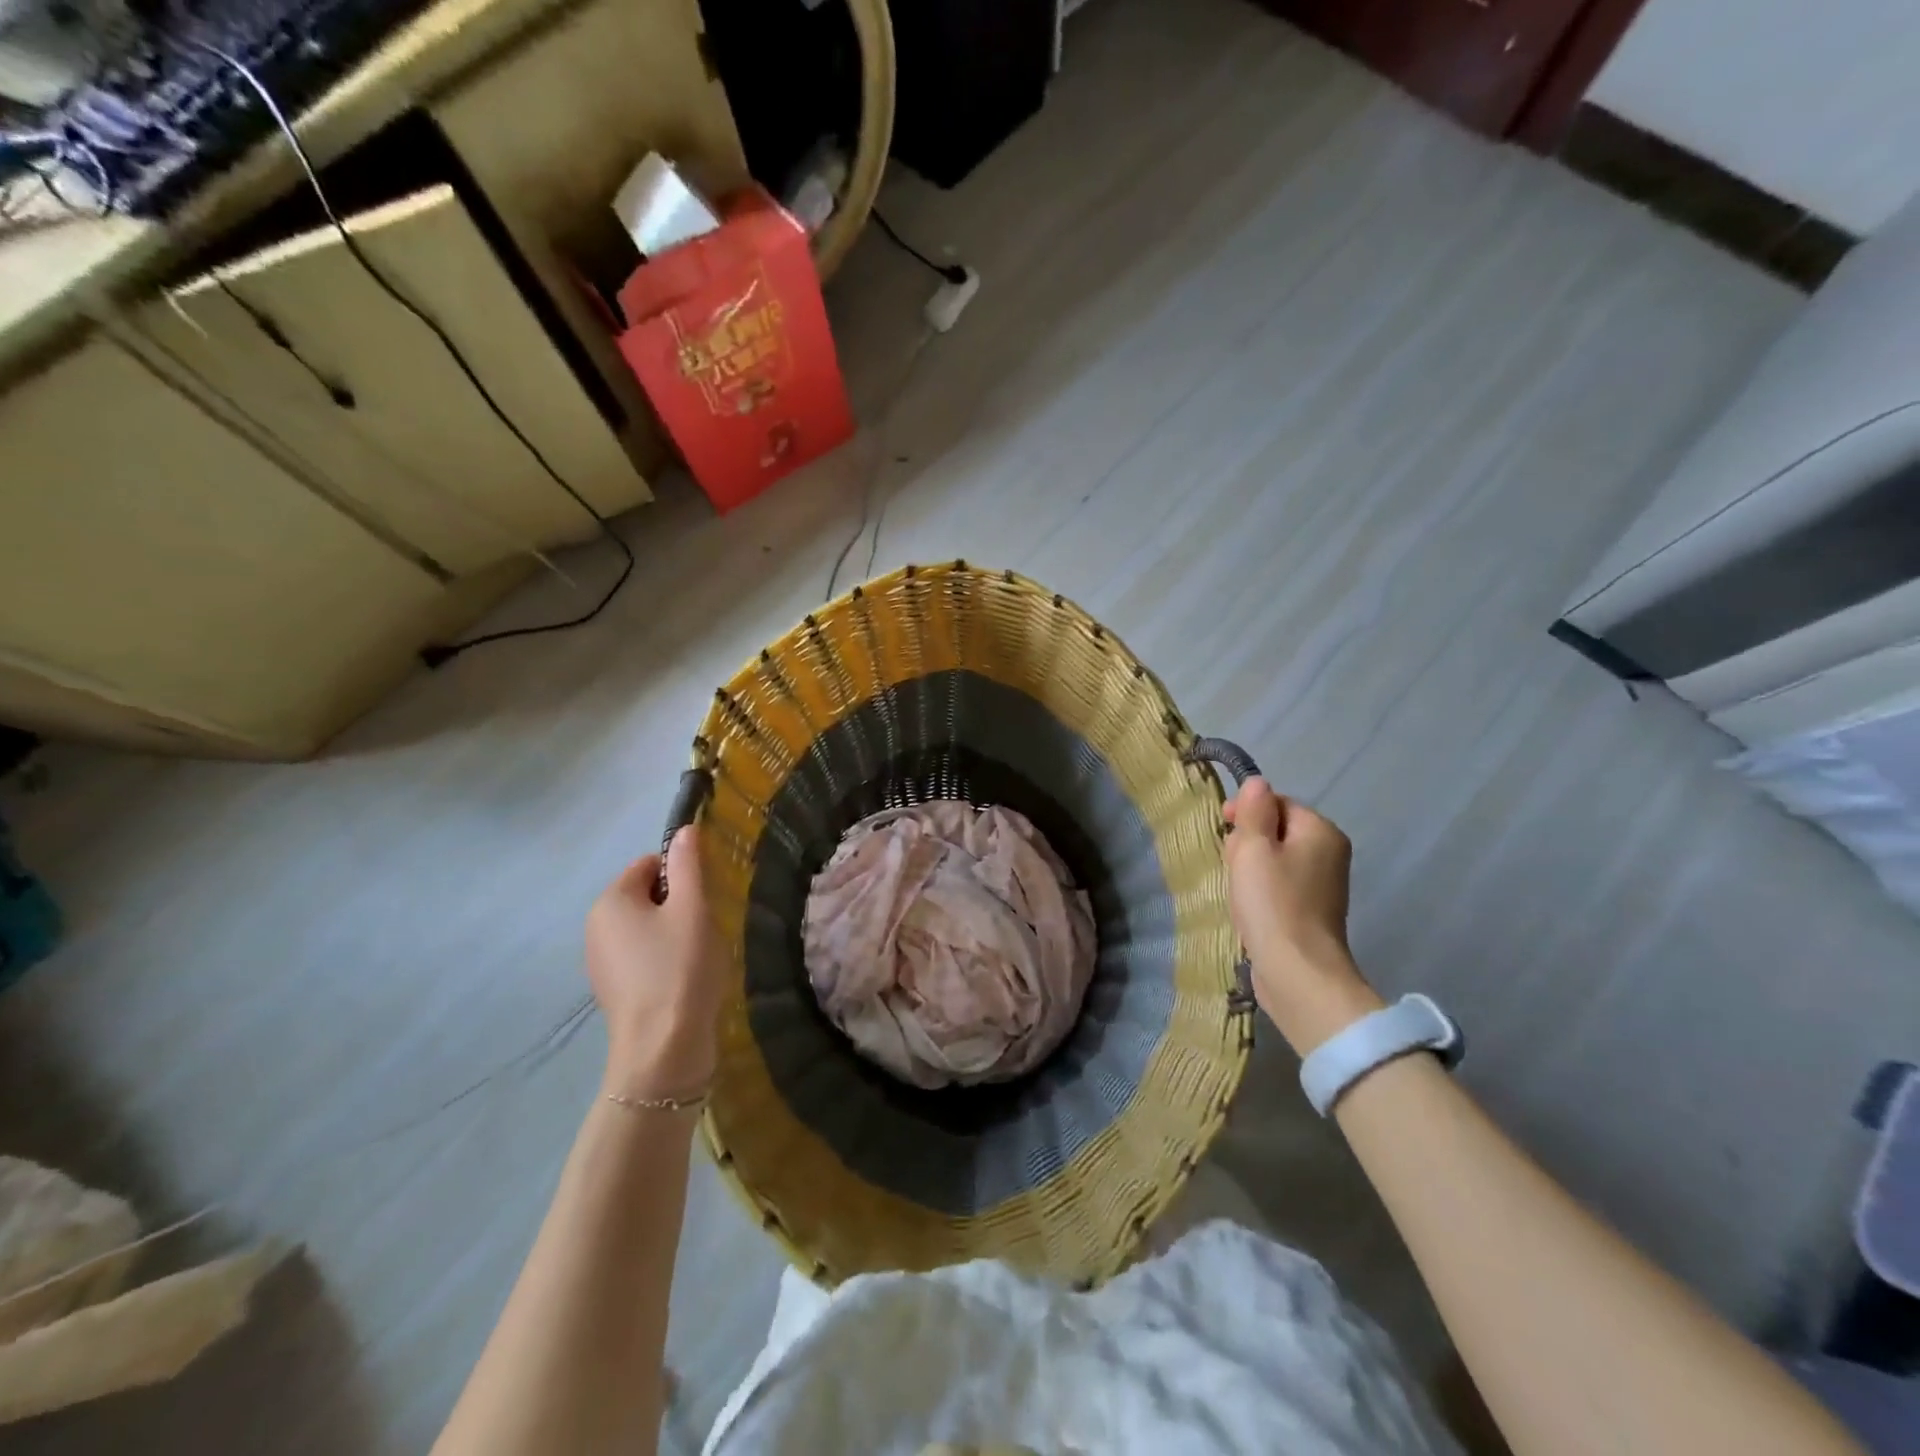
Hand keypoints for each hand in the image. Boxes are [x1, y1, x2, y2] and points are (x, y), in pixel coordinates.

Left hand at [586, 826, 725, 1099]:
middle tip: (704, 927)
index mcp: (610, 901)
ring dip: (675, 933)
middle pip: (647, 896)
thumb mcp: (693, 908)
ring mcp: (601, 962)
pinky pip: (643, 957)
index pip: (650, 865)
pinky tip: (685, 979)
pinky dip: (665, 959)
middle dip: (679, 905)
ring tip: (698, 956)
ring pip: (647, 928)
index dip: (682, 876)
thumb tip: (685, 830)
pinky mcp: (614, 990)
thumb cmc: (680, 968)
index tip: (705, 900)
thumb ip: (689, 865)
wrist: (663, 1049)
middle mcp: (596, 927)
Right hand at [1222, 778, 1381, 1053]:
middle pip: (1276, 830)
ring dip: (1250, 869)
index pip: (1277, 803)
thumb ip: (1253, 810)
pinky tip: (1249, 909)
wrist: (1297, 972)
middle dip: (1248, 843)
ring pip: (1274, 860)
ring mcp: (1323, 885)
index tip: (1223, 830)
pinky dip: (1261, 892)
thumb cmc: (1273, 902)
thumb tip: (1257, 783)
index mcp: (1321, 831)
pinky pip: (1280, 886)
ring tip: (1239, 893)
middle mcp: (1329, 852)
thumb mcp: (1253, 847)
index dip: (1246, 812)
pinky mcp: (1312, 912)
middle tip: (1234, 868)